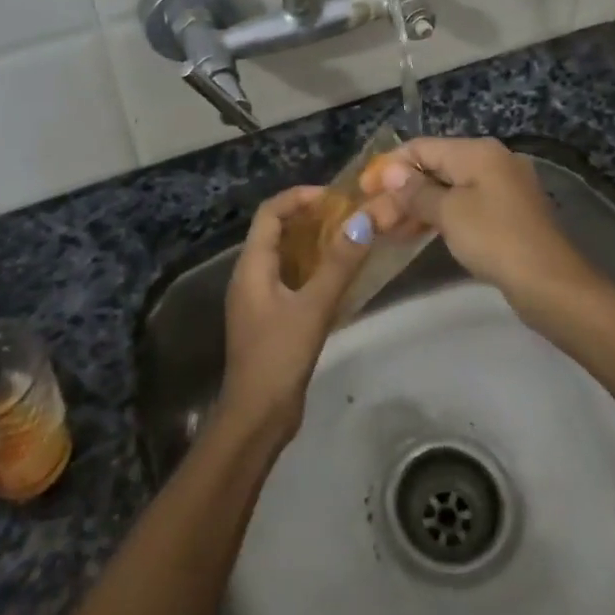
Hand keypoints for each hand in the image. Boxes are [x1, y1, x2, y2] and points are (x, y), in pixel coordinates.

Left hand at [215, 186, 379, 443]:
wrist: (257, 417)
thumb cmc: (279, 356)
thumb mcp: (313, 307)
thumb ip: (339, 263)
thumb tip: (364, 220)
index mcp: (251, 266)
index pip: (270, 213)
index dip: (298, 197)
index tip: (334, 196)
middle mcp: (250, 276)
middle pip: (276, 231)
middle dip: (309, 217)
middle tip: (348, 215)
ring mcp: (259, 299)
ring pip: (285, 256)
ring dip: (313, 243)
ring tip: (349, 239)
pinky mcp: (271, 318)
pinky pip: (291, 279)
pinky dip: (313, 268)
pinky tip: (340, 277)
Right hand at [362, 137, 590, 318]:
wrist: (550, 283)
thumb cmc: (495, 239)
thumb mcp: (449, 213)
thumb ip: (416, 191)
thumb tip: (392, 172)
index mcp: (478, 151)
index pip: (422, 147)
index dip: (389, 166)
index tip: (362, 189)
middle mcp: (491, 161)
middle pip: (434, 168)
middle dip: (400, 191)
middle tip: (370, 216)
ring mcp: (501, 189)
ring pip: (447, 191)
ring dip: (415, 207)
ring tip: (384, 230)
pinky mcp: (506, 215)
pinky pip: (462, 207)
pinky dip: (437, 218)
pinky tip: (413, 235)